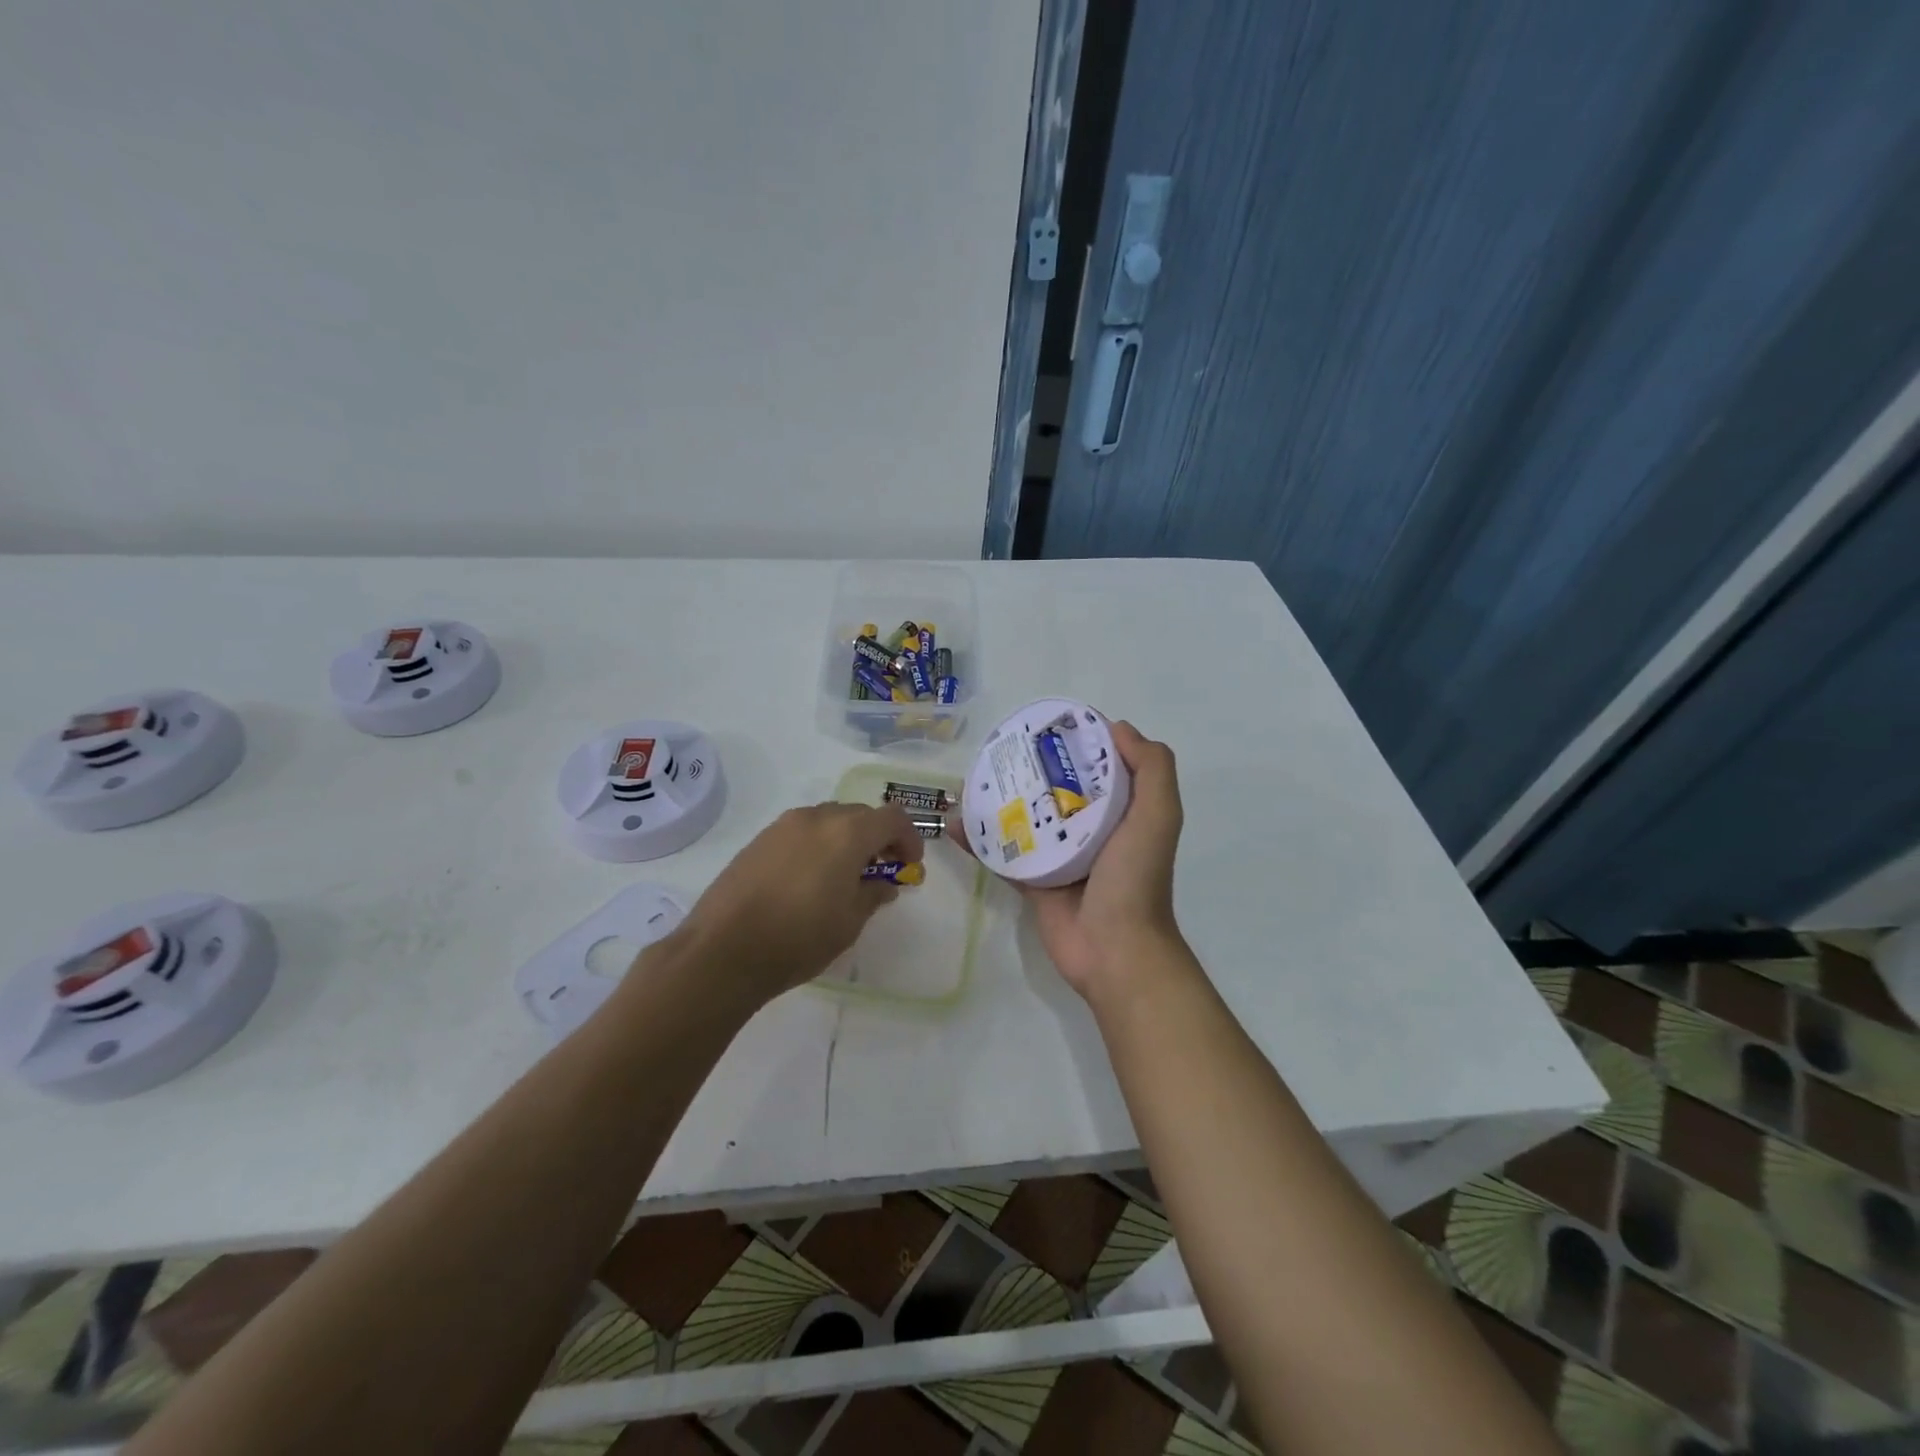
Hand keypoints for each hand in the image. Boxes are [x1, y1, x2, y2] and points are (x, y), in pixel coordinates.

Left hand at [665, 802, 923, 1005]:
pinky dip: (817, 846)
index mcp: (847, 832)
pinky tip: (809, 880)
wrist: (723, 950)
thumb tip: (883, 884)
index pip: (892, 818)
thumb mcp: (849, 922)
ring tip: (844, 876)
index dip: (909, 839)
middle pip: (860, 814)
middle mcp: (816, 817)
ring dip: (846, 840)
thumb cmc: (799, 937)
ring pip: (828, 820)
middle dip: (878, 838)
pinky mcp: (759, 840)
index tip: (910, 867)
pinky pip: (801, 832)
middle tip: (881, 871)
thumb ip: (873, 894)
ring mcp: (783, 826)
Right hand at [962, 721, 1187, 1000]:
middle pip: (1055, 790)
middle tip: (996, 749)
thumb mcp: (1158, 815)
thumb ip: (1152, 768)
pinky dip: (981, 841)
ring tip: (967, 781)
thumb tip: (1118, 727)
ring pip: (1025, 819)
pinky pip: (1003, 854)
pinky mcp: (1034, 881)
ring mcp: (1059, 856)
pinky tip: (956, 825)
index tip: (1045, 725)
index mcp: (1121, 811)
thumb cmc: (1136, 878)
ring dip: (998, 801)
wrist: (1114, 950)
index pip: (1097, 767)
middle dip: (1028, 769)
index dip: (1075, 744)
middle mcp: (1090, 829)